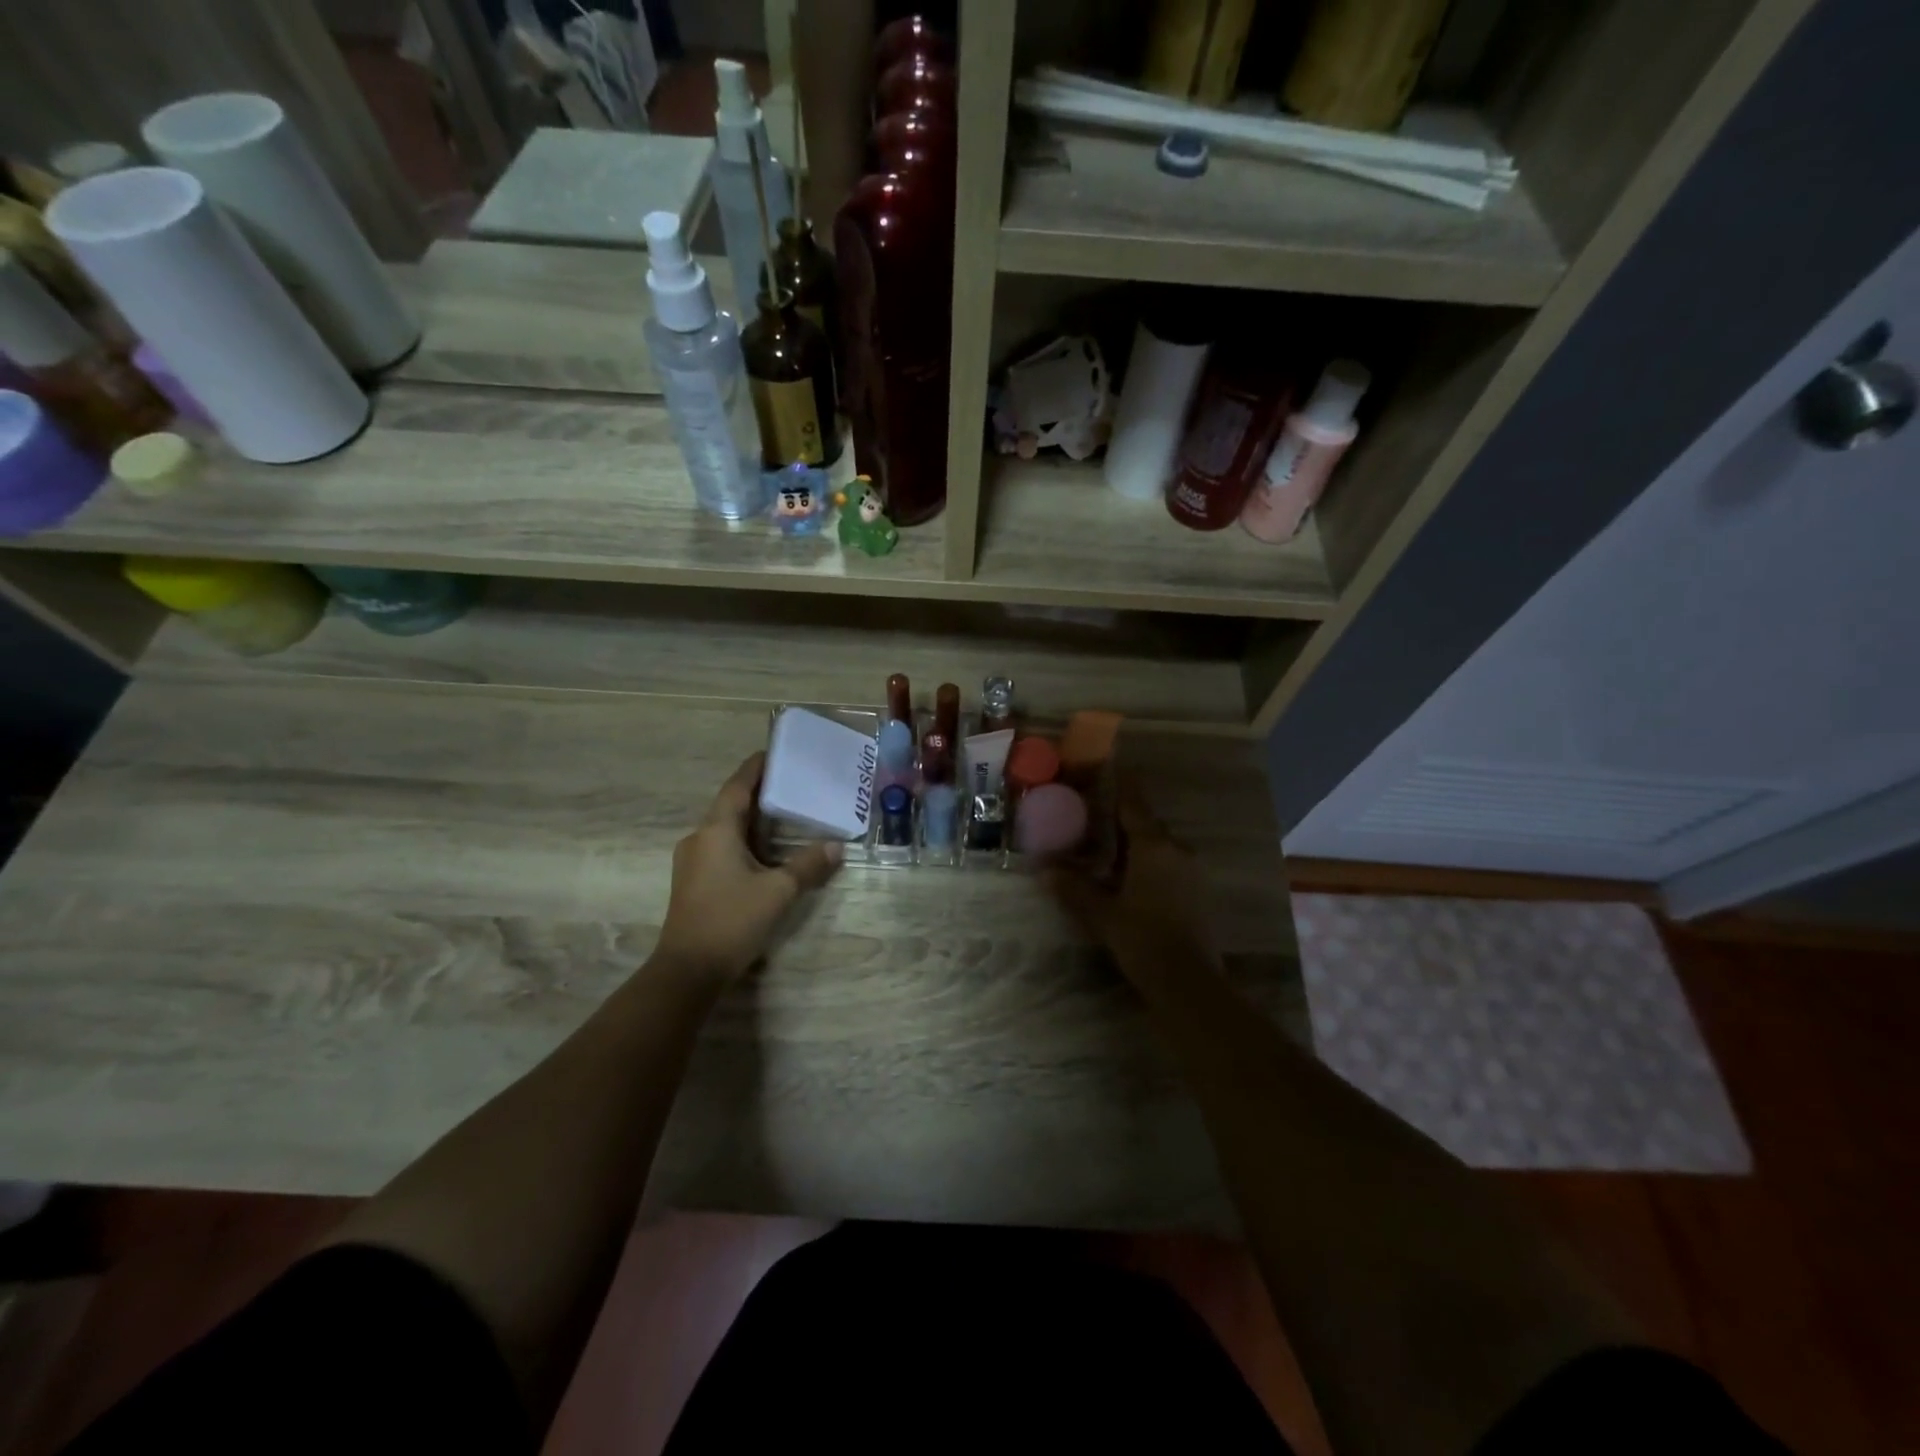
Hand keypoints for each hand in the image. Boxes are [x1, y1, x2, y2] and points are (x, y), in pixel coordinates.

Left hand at [652, 753, 842, 981]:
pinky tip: (764, 852)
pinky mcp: (692, 882)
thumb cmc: (732, 920)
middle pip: (730, 805)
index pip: (736, 787)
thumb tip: (836, 847)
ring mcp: (692, 861)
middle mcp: (699, 839)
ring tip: (783, 815)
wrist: (688, 970)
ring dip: (751, 820)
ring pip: (724, 829)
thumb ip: (808, 866)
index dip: (754, 768)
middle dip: (757, 793)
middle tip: (789, 784)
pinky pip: (720, 848)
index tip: (773, 753)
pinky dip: (743, 841)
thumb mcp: (778, 891)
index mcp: (716, 830)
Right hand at [1043, 779, 1219, 987]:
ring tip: (1109, 852)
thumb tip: (1045, 869)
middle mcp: (1177, 850)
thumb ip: (1074, 888)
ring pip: (1160, 847)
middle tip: (1096, 818)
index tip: (1113, 766)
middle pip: (1147, 825)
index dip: (1123, 784)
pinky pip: (1170, 865)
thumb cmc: (1142, 938)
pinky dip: (1150, 864)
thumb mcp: (1101, 913)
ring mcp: (1192, 872)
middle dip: (1123, 820)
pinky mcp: (1198, 893)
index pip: (1134, 804)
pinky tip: (1131, 881)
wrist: (1188, 981)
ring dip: (1136, 845)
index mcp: (1154, 847)